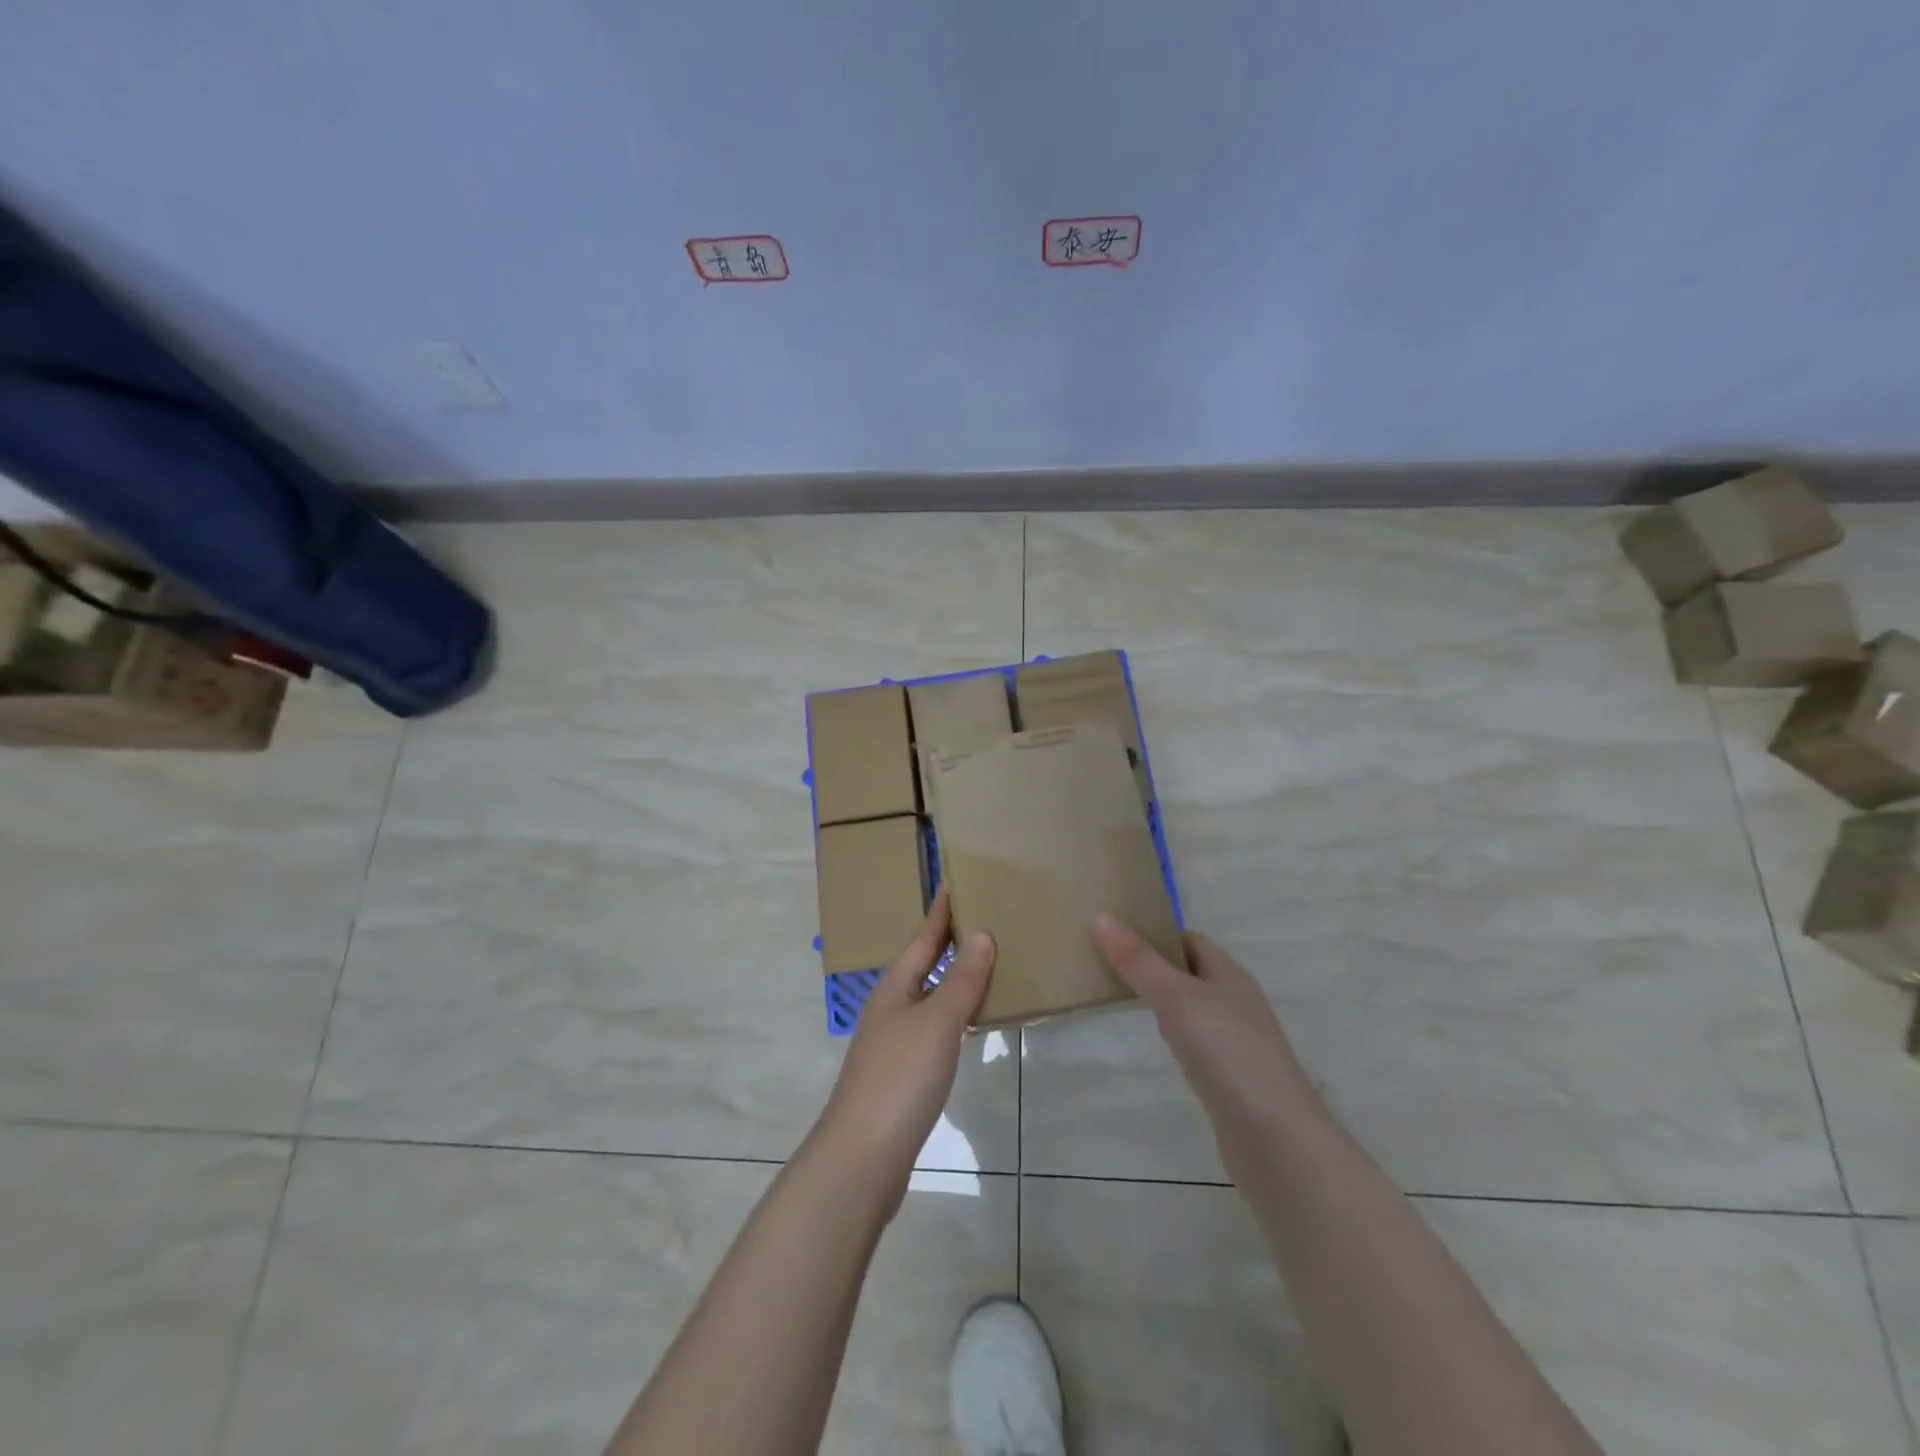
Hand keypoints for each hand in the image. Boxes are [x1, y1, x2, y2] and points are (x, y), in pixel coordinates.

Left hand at [813, 887, 994, 1206]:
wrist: (863, 1157)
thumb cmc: (901, 1078)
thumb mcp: (937, 1023)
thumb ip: (961, 980)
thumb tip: (981, 935)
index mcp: (894, 988)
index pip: (922, 938)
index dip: (940, 913)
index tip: (954, 883)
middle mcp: (890, 1008)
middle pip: (922, 966)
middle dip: (949, 943)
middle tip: (984, 920)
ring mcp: (893, 1043)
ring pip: (929, 999)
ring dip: (954, 980)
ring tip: (988, 966)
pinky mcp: (901, 1075)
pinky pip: (934, 1030)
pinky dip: (955, 1017)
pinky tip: (972, 1025)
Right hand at [1091, 915, 1321, 1128]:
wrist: (1275, 1138)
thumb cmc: (1227, 1052)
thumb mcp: (1176, 997)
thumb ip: (1139, 961)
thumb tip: (1101, 917)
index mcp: (1229, 974)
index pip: (1189, 940)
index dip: (1155, 933)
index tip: (1114, 934)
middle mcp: (1236, 1001)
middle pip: (1190, 971)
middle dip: (1153, 965)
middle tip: (1107, 965)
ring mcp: (1236, 1042)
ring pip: (1192, 1007)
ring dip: (1162, 1000)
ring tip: (1121, 1000)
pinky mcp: (1231, 1078)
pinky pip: (1196, 1041)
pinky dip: (1174, 1035)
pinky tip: (1159, 1046)